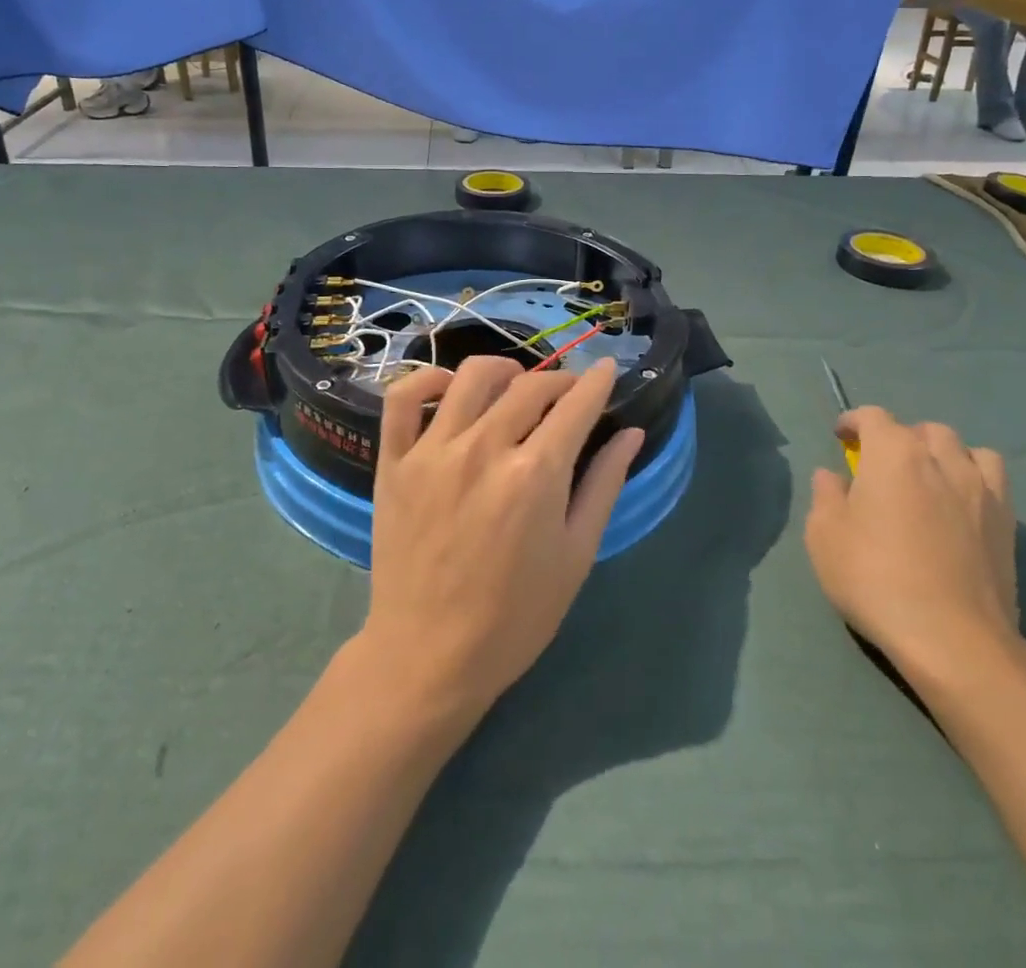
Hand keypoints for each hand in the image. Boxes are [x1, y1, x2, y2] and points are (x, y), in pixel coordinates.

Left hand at [360, 355, 644, 720]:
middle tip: (567, 396)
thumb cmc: (515, 616)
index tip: (606, 368)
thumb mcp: (576, 555)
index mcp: (535, 474)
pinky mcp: (394, 461)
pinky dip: (426, 379)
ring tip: (514, 386)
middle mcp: (484, 448)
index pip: (575, 405)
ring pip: (470, 377)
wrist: (428, 655)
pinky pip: (403, 397)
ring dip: (503, 370)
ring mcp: (433, 450)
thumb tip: (631, 433)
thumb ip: (604, 484)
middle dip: (559, 381)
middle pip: (530, 386)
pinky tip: (447, 388)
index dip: (597, 381)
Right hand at [804, 406, 1018, 673]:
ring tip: (928, 479)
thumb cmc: (875, 578)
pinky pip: (992, 479)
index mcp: (893, 454)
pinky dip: (974, 478)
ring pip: (964, 449)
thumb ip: (825, 495)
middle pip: (922, 430)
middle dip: (900, 439)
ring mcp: (981, 490)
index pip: (873, 417)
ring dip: (942, 454)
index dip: (853, 422)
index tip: (841, 438)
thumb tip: (833, 476)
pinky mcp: (1008, 523)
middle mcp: (941, 459)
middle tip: (882, 466)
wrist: (952, 639)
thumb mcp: (824, 535)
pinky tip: (959, 504)